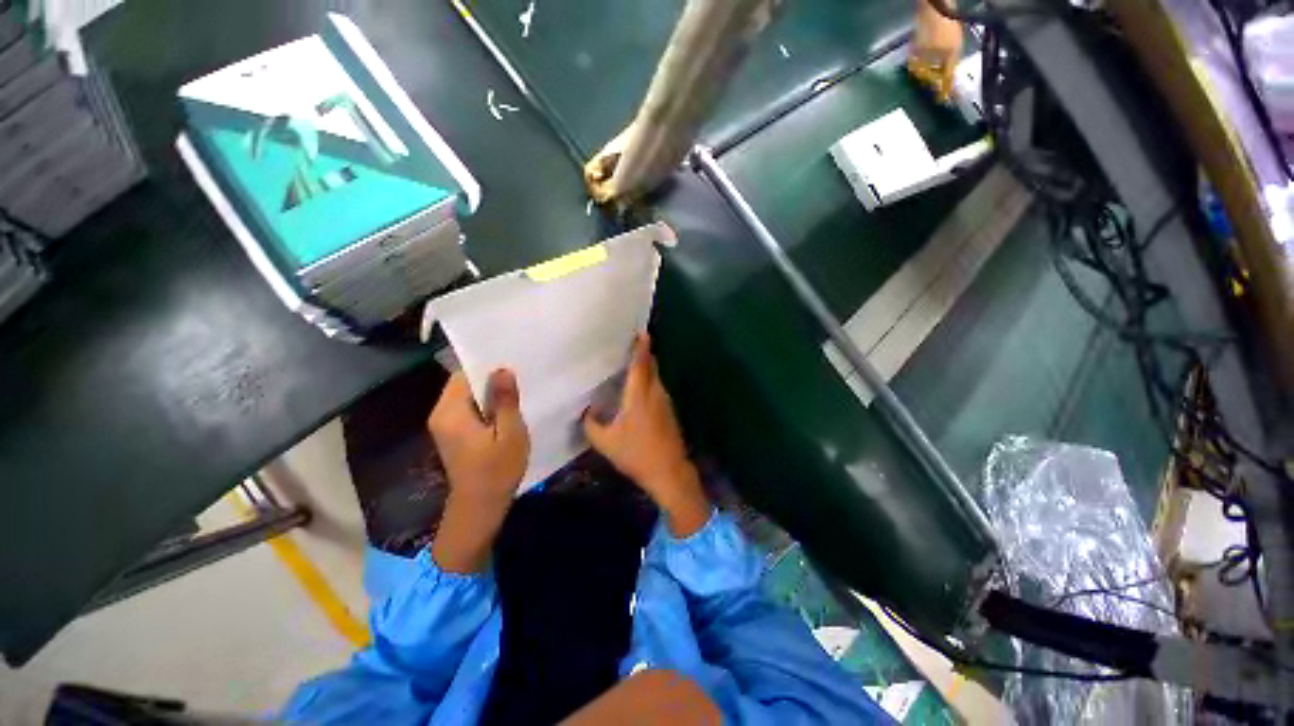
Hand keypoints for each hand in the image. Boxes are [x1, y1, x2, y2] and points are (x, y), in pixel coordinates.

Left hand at [428, 369, 529, 571]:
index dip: (487, 367)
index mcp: (450, 412)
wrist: (480, 506)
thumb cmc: (498, 469)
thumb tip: (502, 370)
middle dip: (490, 380)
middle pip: (464, 384)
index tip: (511, 363)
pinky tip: (505, 410)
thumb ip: (505, 400)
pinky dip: (485, 405)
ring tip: (516, 391)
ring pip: (467, 396)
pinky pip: (467, 409)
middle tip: (519, 378)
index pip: (464, 375)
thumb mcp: (509, 433)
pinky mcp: (451, 433)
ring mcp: (444, 425)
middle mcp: (440, 414)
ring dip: (489, 393)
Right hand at [583, 334, 709, 536]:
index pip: (641, 363)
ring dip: (644, 369)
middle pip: (651, 366)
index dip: (641, 346)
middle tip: (625, 347)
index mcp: (640, 394)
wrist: (668, 471)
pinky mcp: (669, 412)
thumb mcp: (605, 442)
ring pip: (655, 378)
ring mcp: (665, 402)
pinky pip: (656, 389)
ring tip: (626, 368)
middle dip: (642, 354)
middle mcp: (655, 392)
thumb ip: (591, 424)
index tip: (640, 331)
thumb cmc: (636, 454)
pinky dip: (647, 384)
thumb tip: (586, 411)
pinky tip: (635, 393)